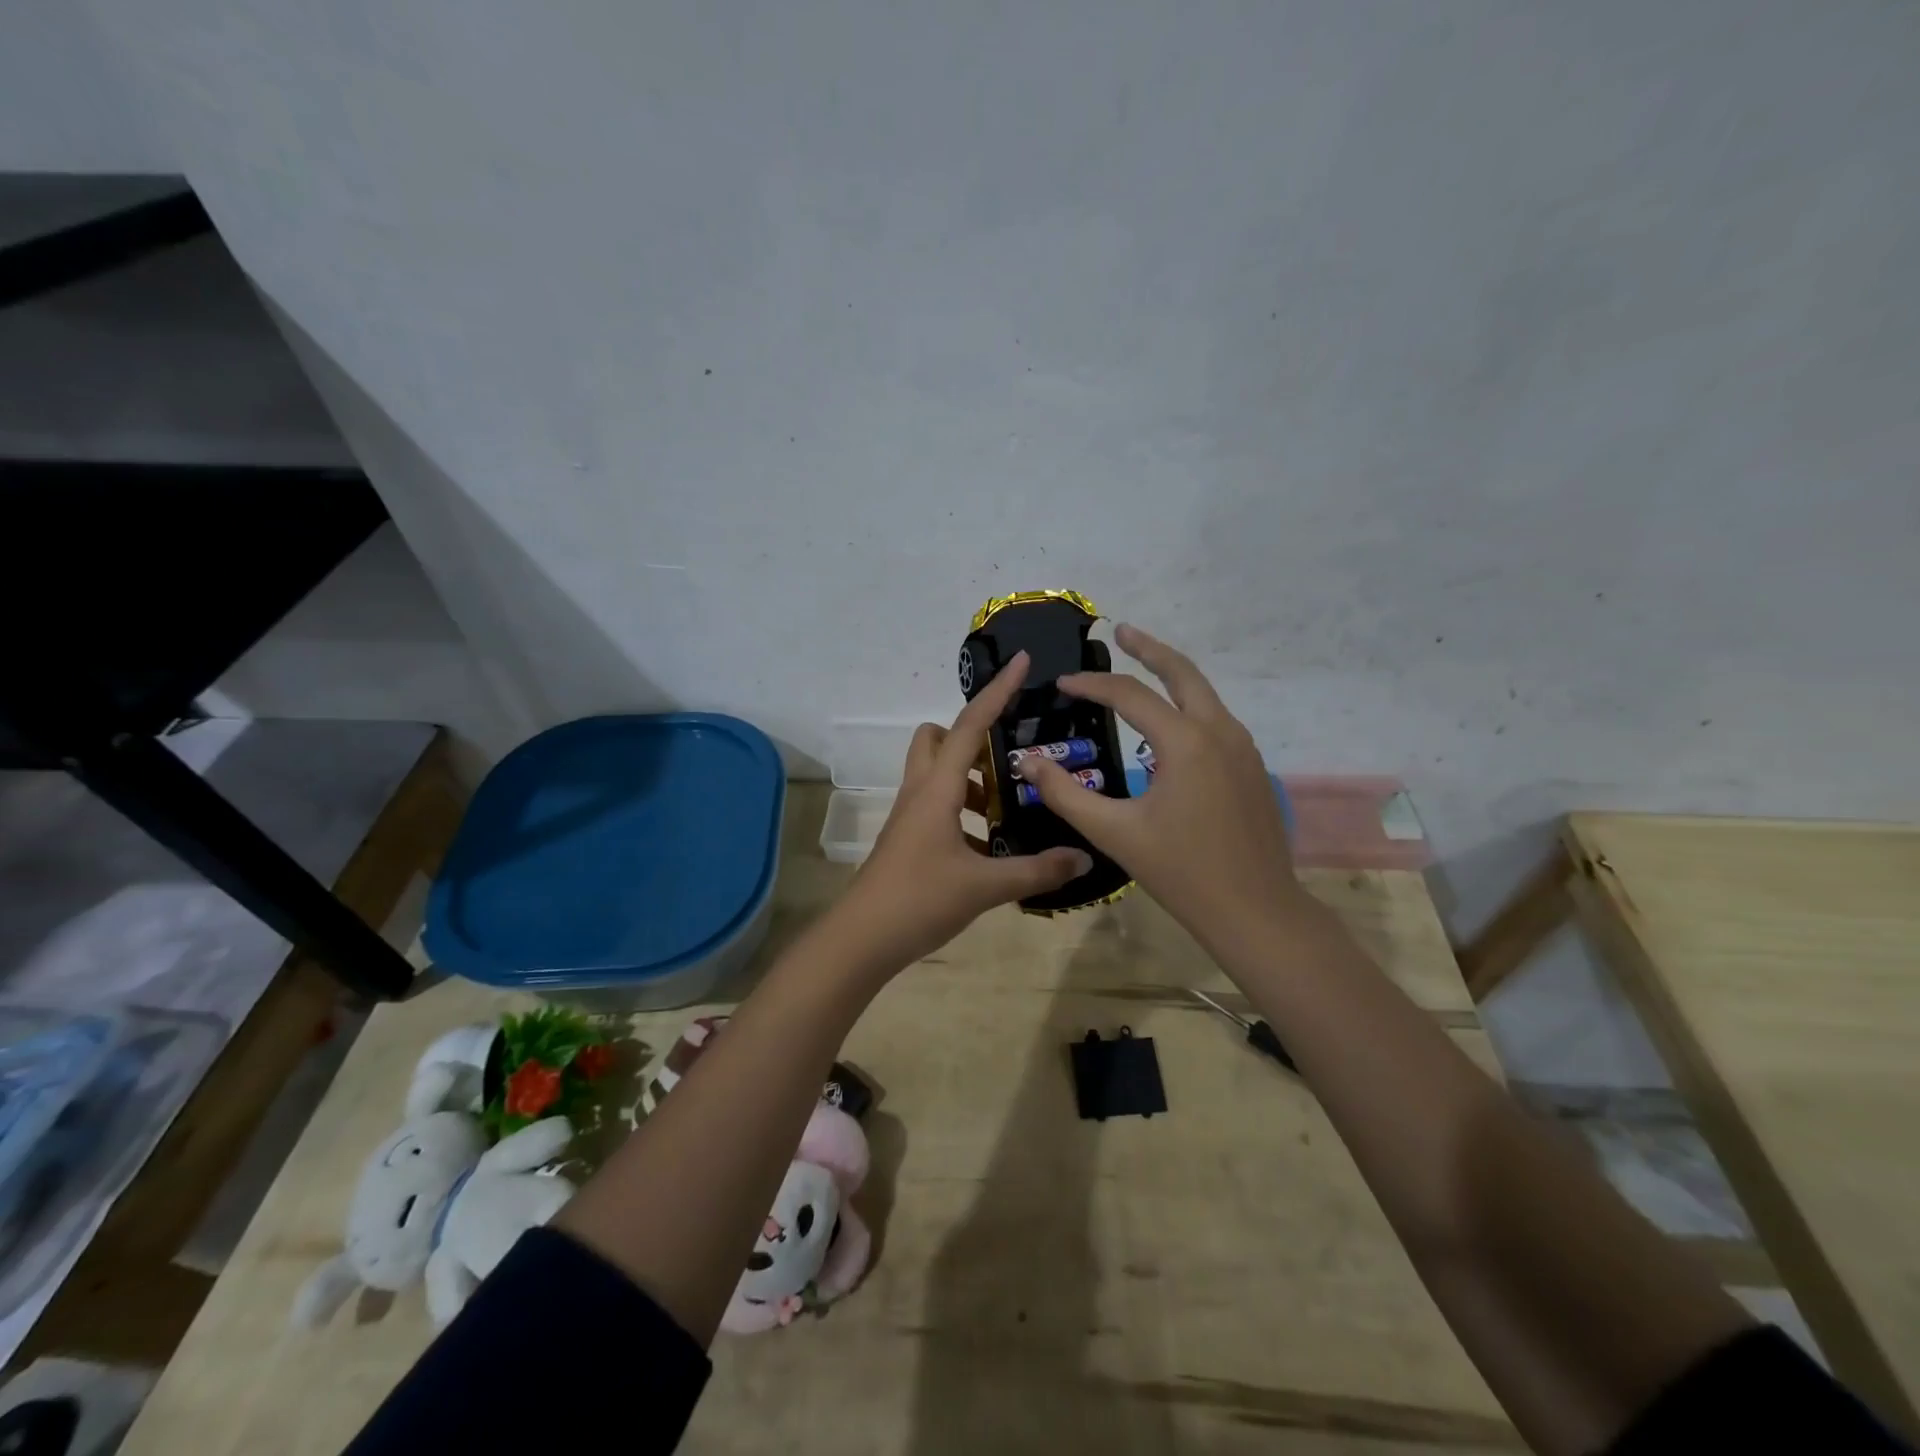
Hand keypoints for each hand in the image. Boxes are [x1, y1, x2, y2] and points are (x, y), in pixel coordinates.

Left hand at [832, 652, 1092, 971]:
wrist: (862, 939)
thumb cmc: (919, 900)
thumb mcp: (985, 886)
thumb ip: (1036, 870)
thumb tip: (1082, 857)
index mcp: (937, 788)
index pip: (971, 725)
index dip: (998, 691)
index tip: (1022, 661)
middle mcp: (920, 791)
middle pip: (937, 738)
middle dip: (971, 735)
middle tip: (1008, 758)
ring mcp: (910, 816)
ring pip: (936, 773)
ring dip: (970, 778)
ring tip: (1008, 807)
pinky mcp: (908, 838)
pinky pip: (936, 805)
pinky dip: (962, 811)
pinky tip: (989, 845)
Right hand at [1011, 625, 1304, 951]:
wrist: (1256, 911)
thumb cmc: (1181, 872)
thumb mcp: (1114, 833)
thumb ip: (1065, 794)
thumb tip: (1027, 762)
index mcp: (1186, 742)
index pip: (1130, 695)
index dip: (1091, 685)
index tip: (1061, 684)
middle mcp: (1219, 732)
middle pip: (1183, 672)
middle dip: (1149, 648)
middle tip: (1121, 632)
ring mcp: (1243, 748)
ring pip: (1205, 694)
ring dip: (1172, 675)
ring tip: (1143, 668)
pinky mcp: (1251, 767)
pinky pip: (1215, 720)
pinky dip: (1188, 705)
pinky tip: (1170, 724)